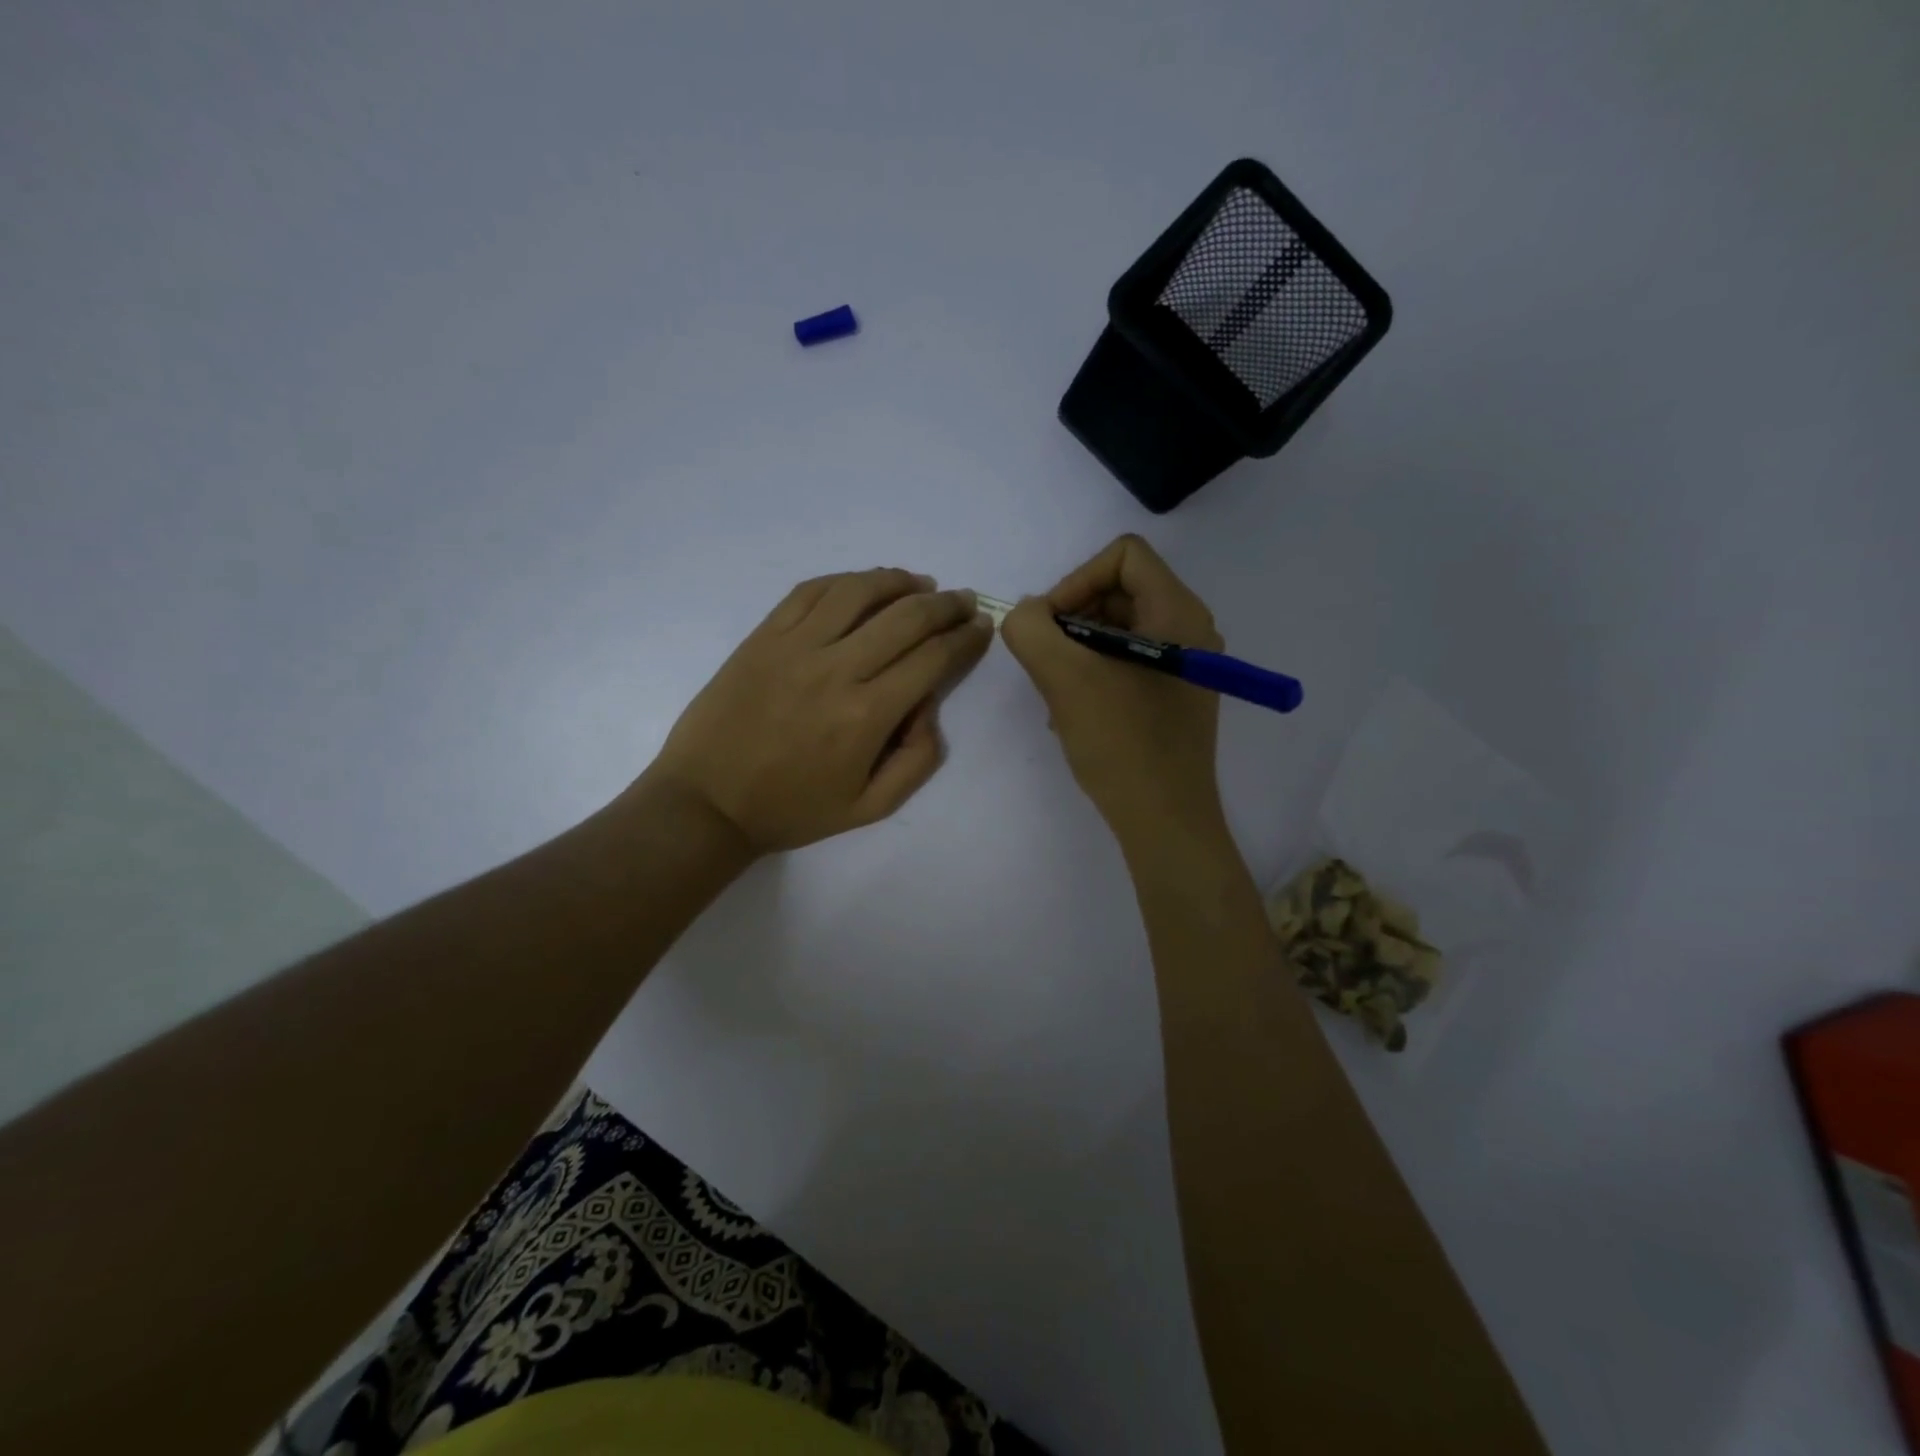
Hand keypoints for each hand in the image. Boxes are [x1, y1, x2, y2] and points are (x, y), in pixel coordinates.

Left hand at [646, 568, 993, 853]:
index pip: (932, 658)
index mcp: (866, 715)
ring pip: (859, 591)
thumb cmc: (793, 809)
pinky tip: (863, 584)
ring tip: (920, 584)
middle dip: (946, 605)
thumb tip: (930, 704)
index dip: (965, 638)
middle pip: (906, 617)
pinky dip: (845, 580)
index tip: (981, 626)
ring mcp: (794, 646)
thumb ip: (918, 759)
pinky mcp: (763, 636)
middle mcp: (836, 669)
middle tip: (963, 601)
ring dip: (899, 581)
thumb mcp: (870, 807)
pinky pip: (810, 591)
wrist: (708, 801)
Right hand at [1002, 535, 1225, 844]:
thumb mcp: (1064, 677)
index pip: (1124, 555)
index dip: (1077, 579)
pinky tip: (1073, 712)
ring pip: (1118, 629)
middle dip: (1073, 619)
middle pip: (1119, 590)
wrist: (1164, 820)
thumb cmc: (1121, 743)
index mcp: (1177, 612)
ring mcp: (1185, 665)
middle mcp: (1190, 629)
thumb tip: (1027, 615)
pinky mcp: (1175, 695)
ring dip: (1077, 650)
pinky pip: (1127, 662)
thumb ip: (1031, 629)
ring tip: (1057, 691)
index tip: (1052, 626)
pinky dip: (1094, 673)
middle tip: (1047, 660)